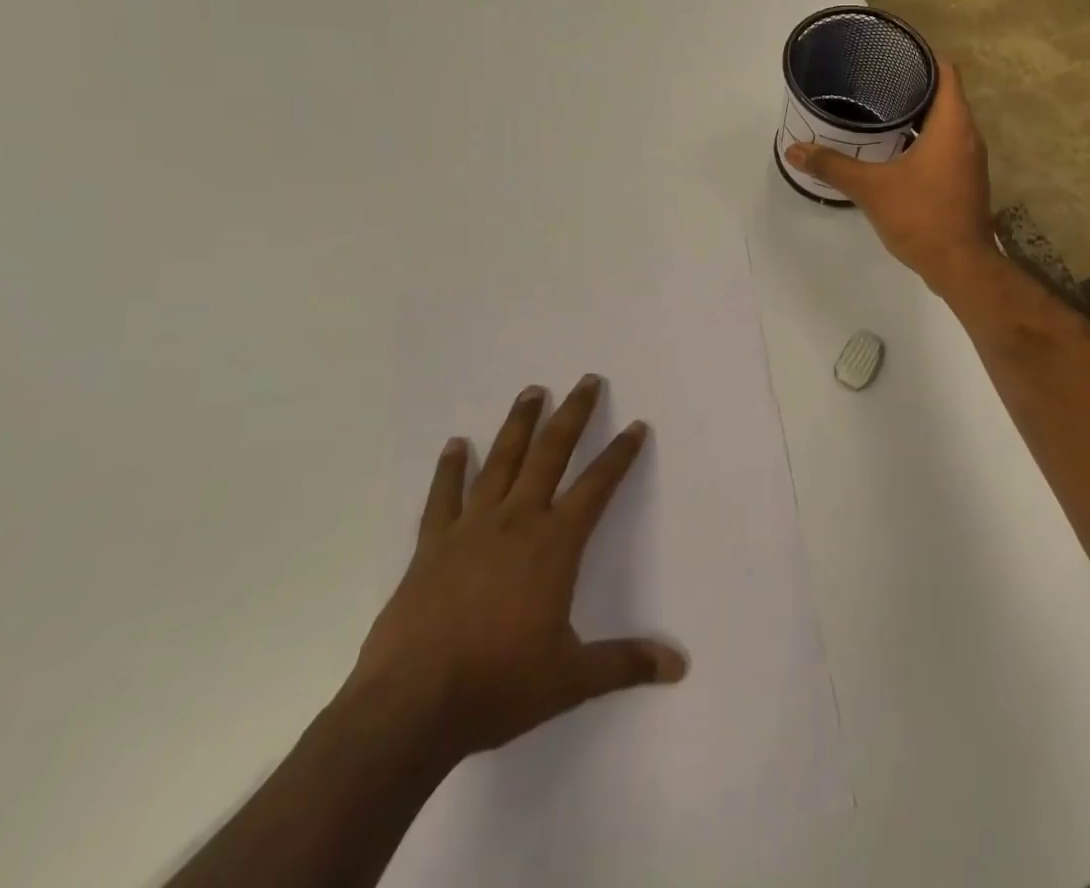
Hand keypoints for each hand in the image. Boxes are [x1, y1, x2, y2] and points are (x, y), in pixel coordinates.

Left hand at [348, 375, 685, 767]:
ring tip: (532, 391)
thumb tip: (679, 667)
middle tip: (586, 381)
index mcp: (555, 544)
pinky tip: (454, 444)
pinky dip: (450, 469)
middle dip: (573, 415)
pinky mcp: (431, 546)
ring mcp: (471, 529)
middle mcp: (517, 521)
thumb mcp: (571, 678)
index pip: (598, 486)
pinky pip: (443, 497)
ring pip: (501, 462)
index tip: (636, 425)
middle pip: (551, 454)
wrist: (410, 708)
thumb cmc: (498, 686)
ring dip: (519, 424)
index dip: (620, 454)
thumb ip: (625, 664)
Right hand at [784, 58, 998, 289]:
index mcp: (952, 124)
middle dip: (913, 85)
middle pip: (945, 95)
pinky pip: (946, 145)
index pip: (946, 71)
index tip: (893, 53)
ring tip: (880, 110)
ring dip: (918, 115)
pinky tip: (895, 149)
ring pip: (946, 122)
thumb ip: (832, 166)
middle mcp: (968, 135)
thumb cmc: (921, 217)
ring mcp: (970, 159)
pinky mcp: (966, 180)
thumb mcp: (871, 188)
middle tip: (875, 80)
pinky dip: (924, 139)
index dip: (922, 56)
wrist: (960, 266)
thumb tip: (794, 150)